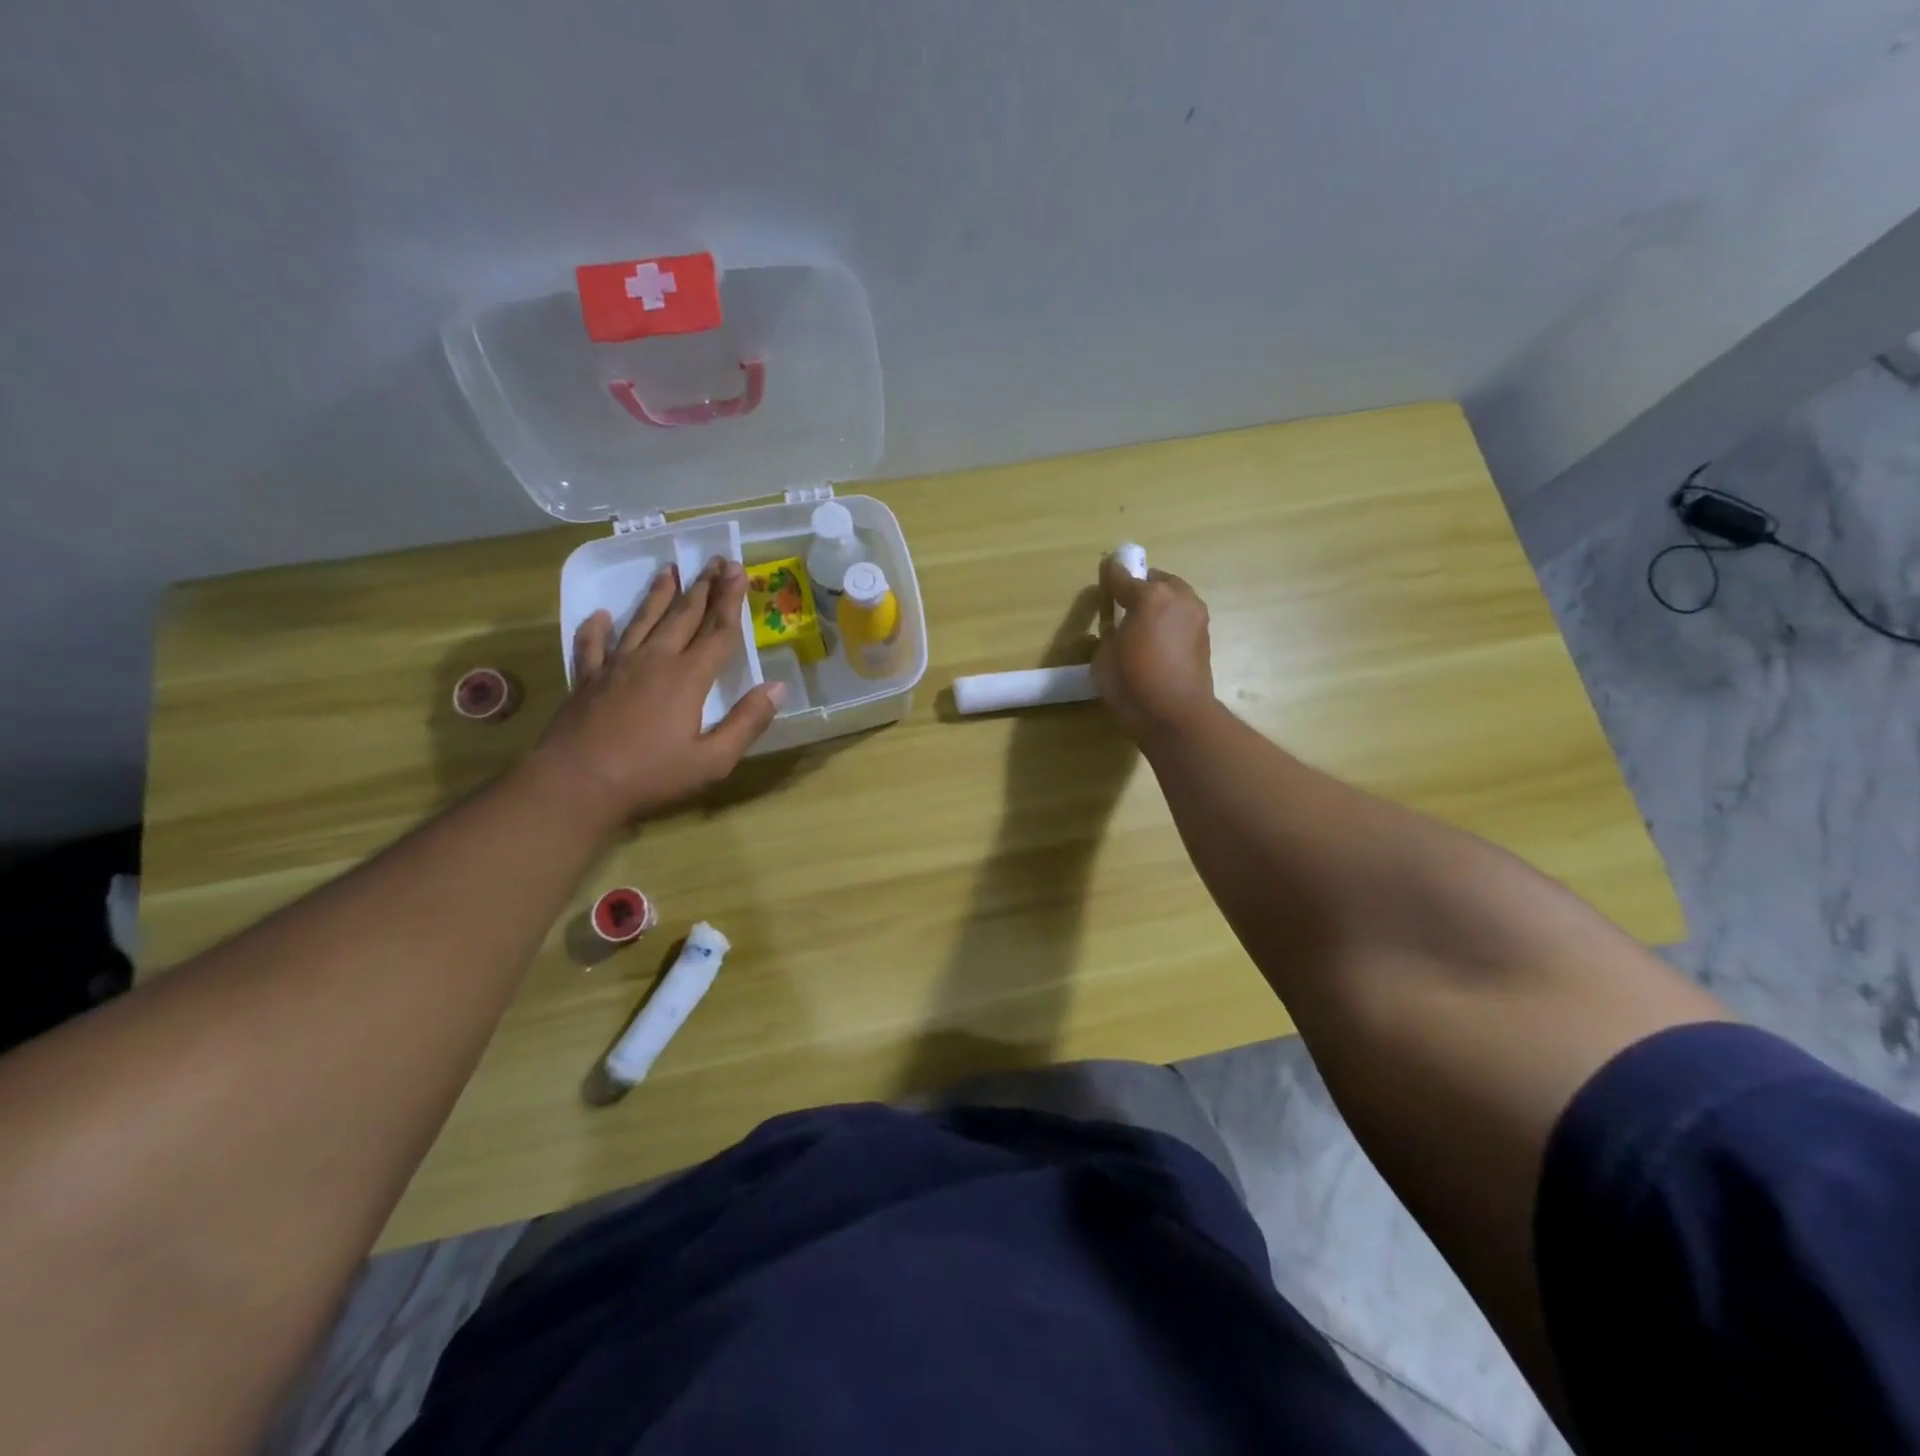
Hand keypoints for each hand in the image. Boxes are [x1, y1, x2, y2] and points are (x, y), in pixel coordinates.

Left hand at [529, 557, 784, 827]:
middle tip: (714, 561)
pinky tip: (601, 615)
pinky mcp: (587, 680)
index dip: (731, 601)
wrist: (575, 785)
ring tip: (669, 570)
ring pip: (642, 621)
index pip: (717, 631)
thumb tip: (777, 688)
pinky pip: (592, 645)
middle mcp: (654, 661)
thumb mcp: (713, 760)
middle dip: (702, 587)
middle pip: (683, 616)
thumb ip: (747, 722)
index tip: (738, 571)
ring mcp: (616, 667)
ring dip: (659, 595)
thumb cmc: (650, 777)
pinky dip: (597, 628)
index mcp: (688, 678)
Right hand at [1092, 554, 1215, 742]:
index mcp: (1150, 596)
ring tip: (1142, 622)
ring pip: (1174, 597)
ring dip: (1159, 604)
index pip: (1124, 577)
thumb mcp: (1104, 657)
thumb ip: (1110, 633)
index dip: (1111, 574)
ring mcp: (1196, 617)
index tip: (1105, 570)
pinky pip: (1182, 618)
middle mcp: (1179, 598)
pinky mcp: (1205, 637)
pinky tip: (1157, 639)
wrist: (1175, 715)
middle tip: (1125, 601)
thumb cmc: (1132, 684)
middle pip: (1156, 581)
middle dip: (1141, 587)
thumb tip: (1117, 627)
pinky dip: (1169, 622)